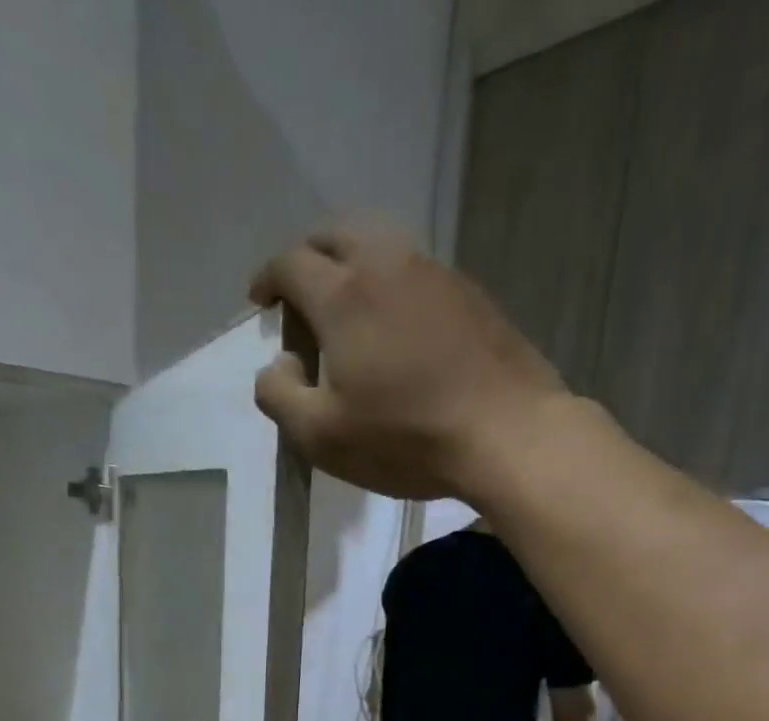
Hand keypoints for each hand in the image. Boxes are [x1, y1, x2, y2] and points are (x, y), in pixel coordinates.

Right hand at [249, 222, 569, 502]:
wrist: (506, 434)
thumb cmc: (406, 438)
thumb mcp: (322, 436)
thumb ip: (280, 395)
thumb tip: (278, 363)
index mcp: (343, 293)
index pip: (290, 263)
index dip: (268, 279)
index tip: (262, 302)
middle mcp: (387, 263)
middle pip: (336, 234)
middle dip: (309, 257)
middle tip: (302, 295)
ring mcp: (435, 273)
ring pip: (381, 244)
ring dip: (354, 264)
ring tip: (350, 309)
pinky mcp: (471, 294)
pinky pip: (417, 271)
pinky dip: (393, 284)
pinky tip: (400, 327)